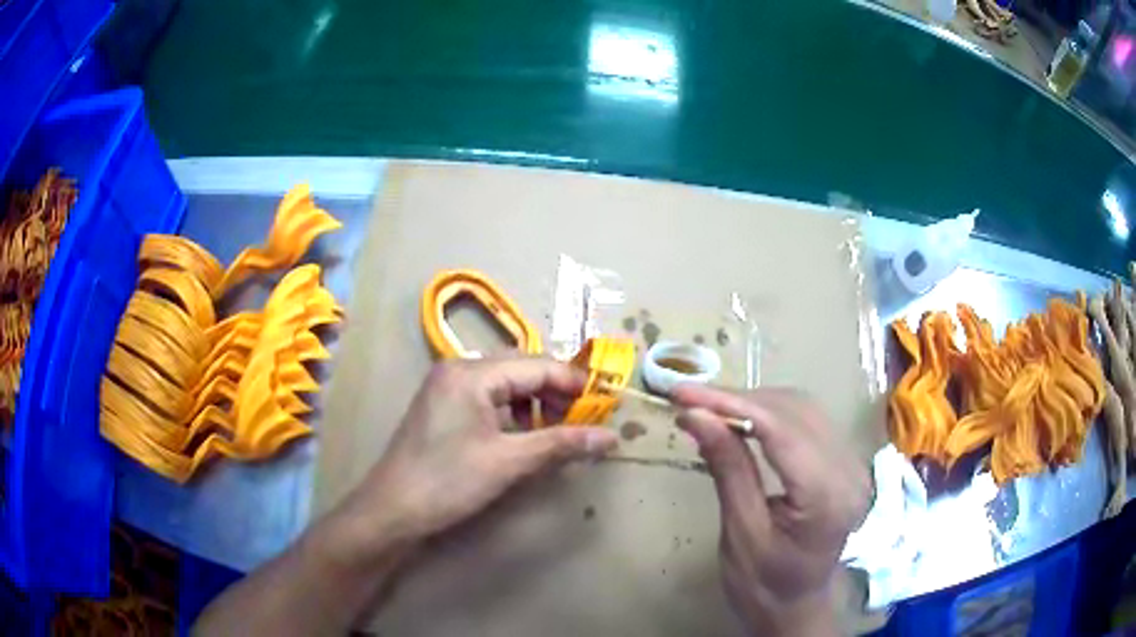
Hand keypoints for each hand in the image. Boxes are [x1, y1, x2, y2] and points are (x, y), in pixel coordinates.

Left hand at [328, 356, 618, 563]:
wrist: (393, 510)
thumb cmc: (448, 481)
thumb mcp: (509, 462)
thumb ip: (561, 443)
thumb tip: (611, 437)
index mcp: (471, 372)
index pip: (536, 365)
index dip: (574, 383)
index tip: (605, 404)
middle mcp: (458, 369)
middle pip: (521, 369)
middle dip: (555, 392)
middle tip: (582, 420)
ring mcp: (447, 387)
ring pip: (505, 384)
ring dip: (535, 403)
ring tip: (556, 430)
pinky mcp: (444, 407)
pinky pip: (489, 399)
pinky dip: (513, 413)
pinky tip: (524, 436)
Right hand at [672, 385, 870, 635]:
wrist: (795, 603)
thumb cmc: (762, 583)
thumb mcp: (740, 532)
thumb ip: (728, 469)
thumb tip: (697, 415)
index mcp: (828, 496)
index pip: (782, 430)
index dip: (732, 404)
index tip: (683, 393)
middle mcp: (850, 470)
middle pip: (795, 411)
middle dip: (739, 400)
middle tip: (689, 401)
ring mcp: (853, 462)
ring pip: (803, 408)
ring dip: (755, 402)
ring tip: (711, 408)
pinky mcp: (846, 460)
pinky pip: (809, 420)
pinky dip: (771, 413)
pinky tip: (743, 418)